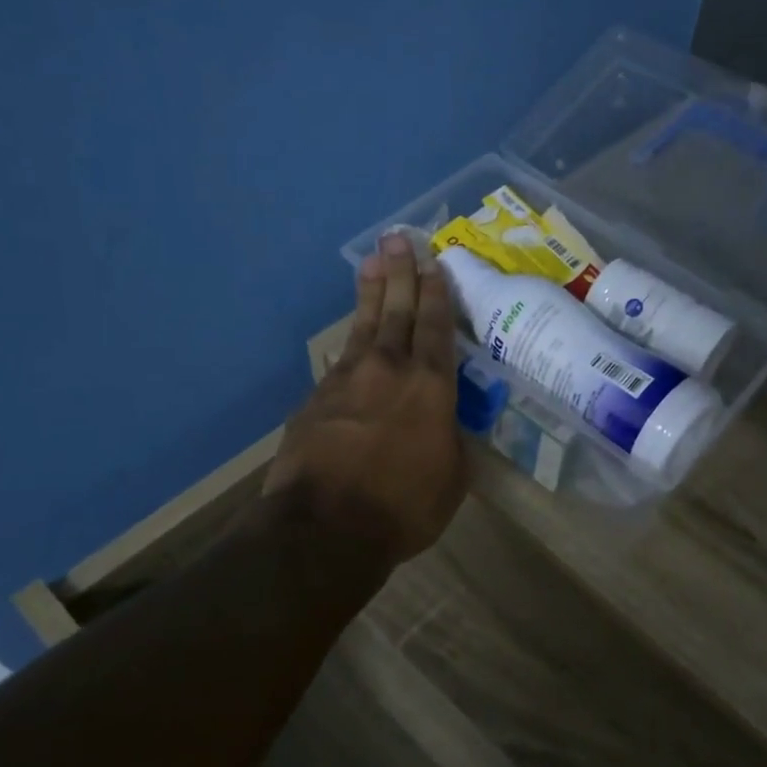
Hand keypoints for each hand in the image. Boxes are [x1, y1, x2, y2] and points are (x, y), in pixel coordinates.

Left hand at [264, 233, 467, 563]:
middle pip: (396, 311)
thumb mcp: (451, 479)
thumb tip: (444, 426)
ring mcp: (346, 381)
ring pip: (363, 326)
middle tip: (398, 239)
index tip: (433, 263)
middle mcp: (388, 370)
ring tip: (372, 263)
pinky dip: (349, 343)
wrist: (324, 527)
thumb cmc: (403, 507)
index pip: (435, 327)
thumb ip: (450, 442)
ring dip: (370, 293)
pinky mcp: (315, 400)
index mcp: (429, 387)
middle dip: (400, 273)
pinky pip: (339, 361)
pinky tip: (350, 338)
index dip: (436, 293)